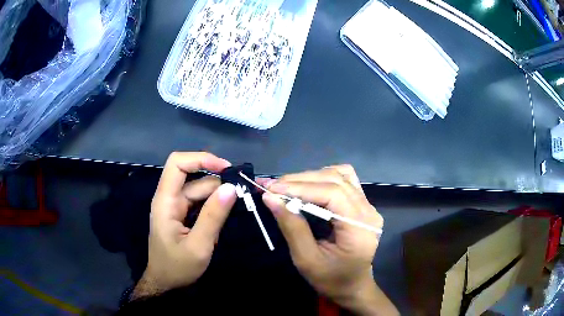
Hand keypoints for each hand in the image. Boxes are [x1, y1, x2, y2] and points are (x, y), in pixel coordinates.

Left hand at [133, 152, 236, 298]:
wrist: (166, 283)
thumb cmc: (177, 268)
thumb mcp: (198, 246)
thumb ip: (213, 217)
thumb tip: (231, 188)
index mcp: (165, 201)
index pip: (177, 164)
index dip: (201, 159)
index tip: (226, 168)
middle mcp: (169, 198)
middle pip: (193, 177)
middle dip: (218, 181)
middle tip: (243, 193)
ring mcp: (175, 206)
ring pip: (199, 190)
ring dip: (218, 195)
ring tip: (237, 206)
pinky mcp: (181, 214)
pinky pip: (199, 202)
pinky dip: (214, 205)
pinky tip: (225, 215)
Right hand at [262, 165, 397, 314]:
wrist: (352, 286)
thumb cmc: (330, 279)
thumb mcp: (306, 260)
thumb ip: (291, 227)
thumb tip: (270, 197)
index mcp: (360, 228)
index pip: (332, 194)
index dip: (300, 188)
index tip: (271, 188)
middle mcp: (368, 211)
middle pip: (335, 180)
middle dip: (300, 180)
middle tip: (271, 186)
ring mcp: (368, 206)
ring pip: (340, 176)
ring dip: (310, 177)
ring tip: (285, 186)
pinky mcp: (363, 205)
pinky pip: (345, 180)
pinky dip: (323, 178)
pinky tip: (308, 186)